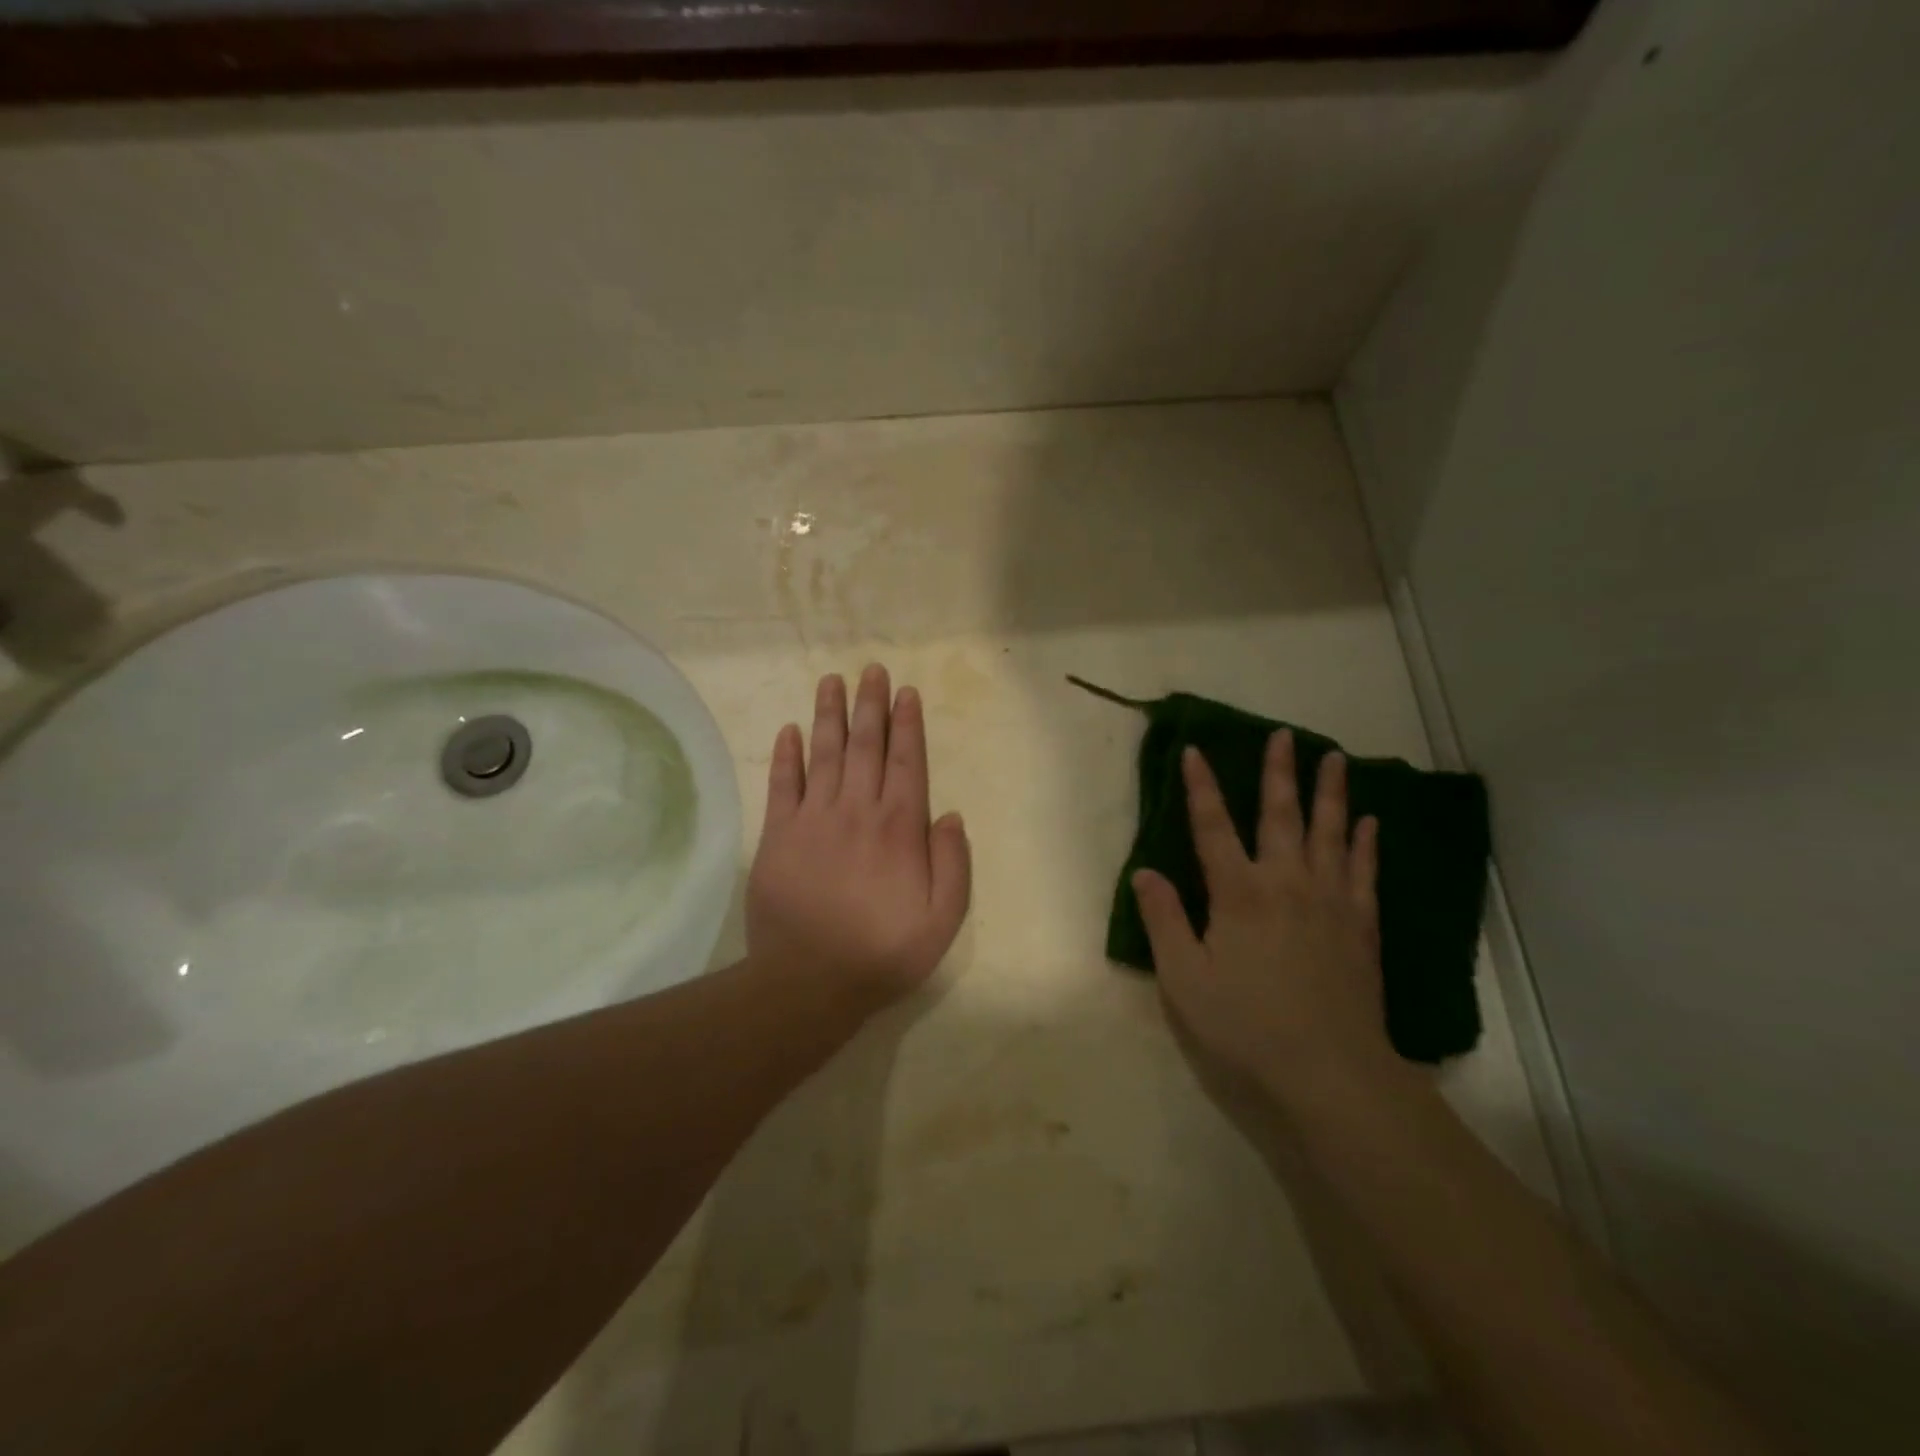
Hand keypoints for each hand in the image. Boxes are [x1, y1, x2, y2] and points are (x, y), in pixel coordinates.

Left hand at [745, 665, 971, 1010]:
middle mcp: (858, 810)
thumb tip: (950, 814)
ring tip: (832, 681)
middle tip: (871, 670)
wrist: (808, 982)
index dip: (907, 724)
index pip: (907, 762)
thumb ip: (953, 864)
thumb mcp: (943, 920)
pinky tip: (790, 729)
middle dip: (871, 705)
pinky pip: (783, 785)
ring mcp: (814, 819)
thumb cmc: (882, 952)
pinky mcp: (778, 835)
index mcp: (899, 828)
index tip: (905, 692)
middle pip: (866, 746)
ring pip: (825, 754)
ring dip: (830, 715)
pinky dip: (787, 755)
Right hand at [1133, 733, 1392, 1108]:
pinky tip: (1369, 822)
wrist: (1330, 1072)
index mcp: (1238, 893)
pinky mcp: (1360, 926)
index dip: (1201, 787)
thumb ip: (1164, 919)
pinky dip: (1365, 842)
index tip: (1194, 750)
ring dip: (1329, 792)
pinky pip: (1363, 871)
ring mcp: (1330, 901)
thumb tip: (1145, 871)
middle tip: (1284, 735)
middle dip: (1278, 772)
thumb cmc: (1245, 1025)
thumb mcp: (1184, 977)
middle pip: (1280, 815)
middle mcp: (1286, 882)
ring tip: (1334, 758)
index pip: (1212, 827)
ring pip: (1329, 833)